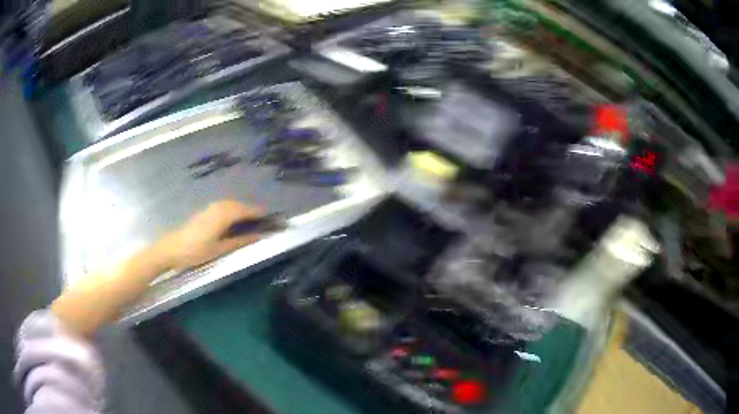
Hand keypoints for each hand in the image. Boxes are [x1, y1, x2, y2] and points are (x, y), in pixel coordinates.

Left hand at [160, 200, 266, 269]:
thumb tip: (258, 236)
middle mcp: (218, 207)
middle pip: (239, 205)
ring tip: (251, 220)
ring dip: (242, 209)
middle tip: (263, 220)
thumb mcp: (220, 249)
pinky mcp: (205, 211)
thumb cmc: (196, 251)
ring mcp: (210, 208)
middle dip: (252, 210)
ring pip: (231, 204)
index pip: (246, 210)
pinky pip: (224, 206)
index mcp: (224, 215)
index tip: (272, 217)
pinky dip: (233, 210)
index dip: (259, 213)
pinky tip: (234, 220)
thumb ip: (240, 241)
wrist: (172, 248)